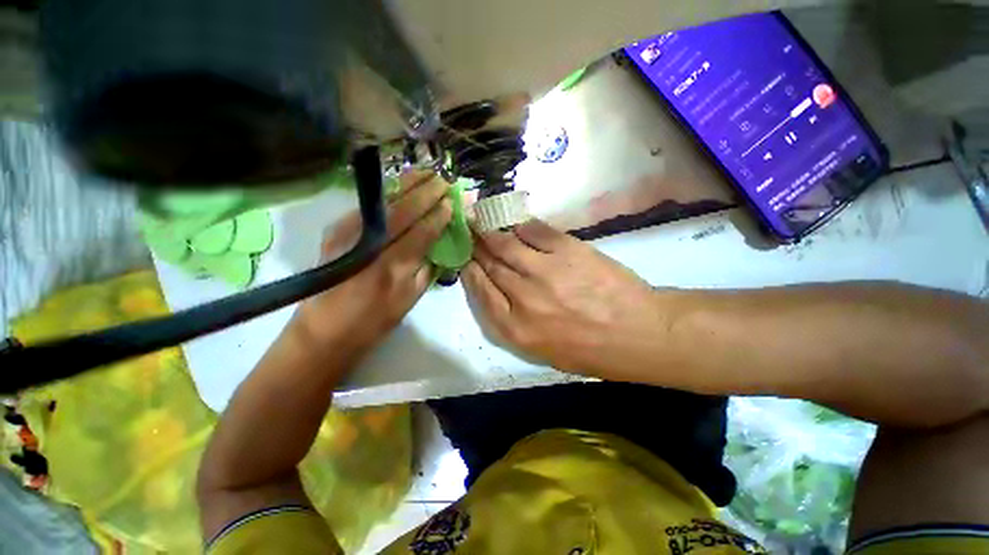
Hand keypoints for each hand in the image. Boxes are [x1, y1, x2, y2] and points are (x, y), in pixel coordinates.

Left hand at [292, 170, 452, 356]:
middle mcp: (369, 246)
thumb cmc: (372, 322)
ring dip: (407, 185)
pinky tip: (400, 185)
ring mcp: (347, 234)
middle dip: (426, 193)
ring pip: (383, 202)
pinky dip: (388, 193)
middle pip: (402, 211)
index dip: (438, 216)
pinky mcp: (335, 230)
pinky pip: (368, 206)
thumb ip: (426, 269)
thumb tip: (437, 244)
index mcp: (392, 268)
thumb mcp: (408, 301)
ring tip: (426, 172)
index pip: (421, 232)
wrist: (323, 331)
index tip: (451, 203)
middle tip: (444, 179)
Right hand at [462, 219, 668, 378]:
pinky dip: (521, 225)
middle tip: (469, 234)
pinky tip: (516, 223)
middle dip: (476, 248)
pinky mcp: (567, 250)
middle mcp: (523, 298)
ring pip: (507, 244)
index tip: (465, 259)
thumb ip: (514, 322)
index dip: (470, 271)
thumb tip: (498, 290)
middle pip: (490, 266)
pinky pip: (535, 231)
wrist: (636, 333)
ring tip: (483, 221)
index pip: (481, 292)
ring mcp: (544, 271)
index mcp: (516, 329)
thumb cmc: (589, 349)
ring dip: (492, 232)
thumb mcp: (542, 350)